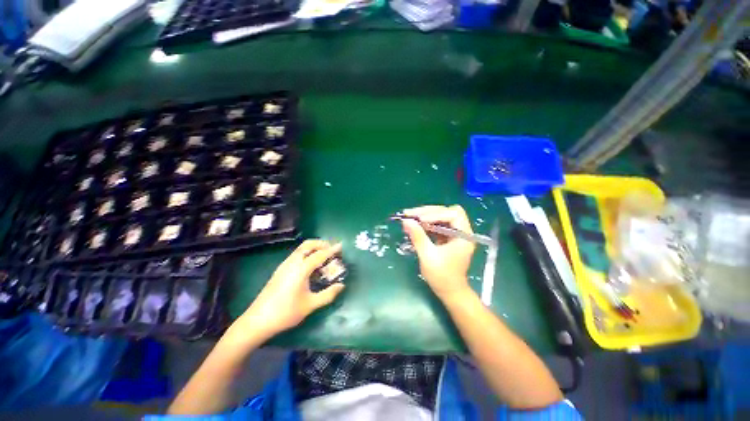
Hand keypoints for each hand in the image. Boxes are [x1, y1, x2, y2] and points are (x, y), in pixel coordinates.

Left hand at [234, 240, 344, 338]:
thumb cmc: (286, 312)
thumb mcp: (310, 305)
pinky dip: (306, 253)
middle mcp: (292, 263)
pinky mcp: (280, 270)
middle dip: (321, 244)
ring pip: (301, 249)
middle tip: (331, 249)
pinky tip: (310, 265)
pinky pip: (296, 255)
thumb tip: (341, 286)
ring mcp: (284, 265)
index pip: (319, 255)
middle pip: (308, 245)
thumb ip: (328, 294)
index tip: (341, 246)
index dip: (331, 250)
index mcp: (300, 269)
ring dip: (313, 248)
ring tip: (324, 256)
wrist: (257, 320)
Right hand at [402, 205, 475, 300]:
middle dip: (427, 212)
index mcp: (464, 236)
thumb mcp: (428, 256)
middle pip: (446, 212)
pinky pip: (437, 225)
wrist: (449, 292)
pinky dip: (426, 224)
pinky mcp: (447, 238)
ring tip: (409, 218)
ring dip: (425, 216)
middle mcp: (462, 232)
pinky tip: (415, 226)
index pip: (453, 214)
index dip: (436, 214)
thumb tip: (406, 221)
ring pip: (440, 217)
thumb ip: (418, 237)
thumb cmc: (442, 277)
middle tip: (410, 214)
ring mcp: (454, 234)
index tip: (419, 219)